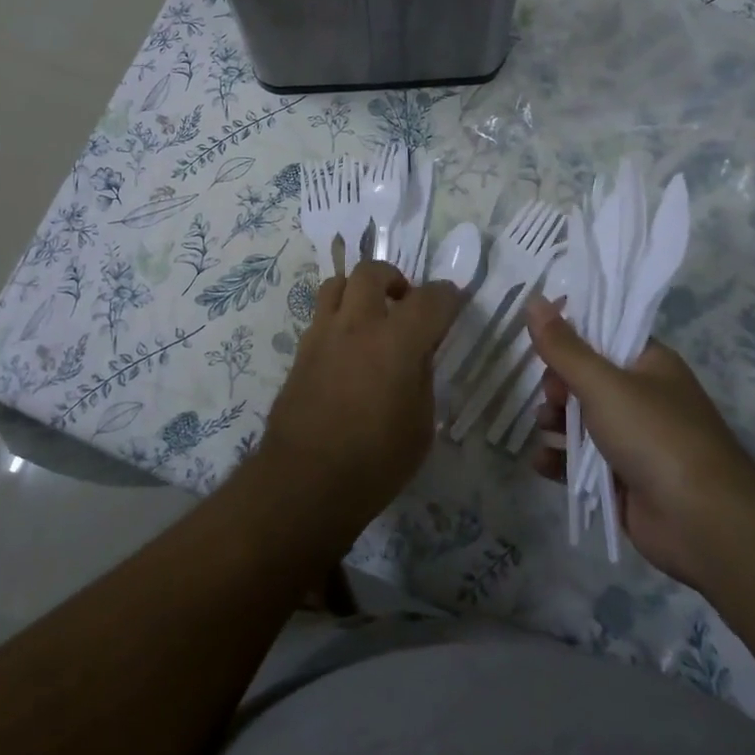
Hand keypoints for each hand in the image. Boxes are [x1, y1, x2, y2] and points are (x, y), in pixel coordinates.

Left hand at [257, 261, 464, 529]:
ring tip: (370, 316)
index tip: (454, 303)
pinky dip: (338, 317)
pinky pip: (321, 315)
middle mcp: (358, 325)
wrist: (305, 482)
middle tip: (404, 302)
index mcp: (397, 342)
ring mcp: (323, 334)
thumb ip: (421, 378)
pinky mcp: (300, 351)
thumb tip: (417, 354)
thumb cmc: (375, 463)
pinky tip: (347, 347)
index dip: (448, 296)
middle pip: (372, 272)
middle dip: (394, 278)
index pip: (430, 298)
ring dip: (359, 290)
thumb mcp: (420, 425)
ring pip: (337, 283)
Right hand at [524, 294, 754, 585]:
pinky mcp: (623, 479)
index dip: (570, 337)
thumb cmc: (655, 436)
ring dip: (555, 422)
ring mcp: (634, 441)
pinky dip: (560, 461)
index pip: (603, 335)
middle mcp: (643, 397)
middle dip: (558, 386)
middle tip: (551, 396)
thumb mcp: (603, 383)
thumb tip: (534, 299)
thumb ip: (563, 346)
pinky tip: (542, 462)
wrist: (704, 523)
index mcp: (649, 364)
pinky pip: (581, 463)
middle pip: (586, 379)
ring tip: (545, 428)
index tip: (541, 343)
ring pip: (581, 421)